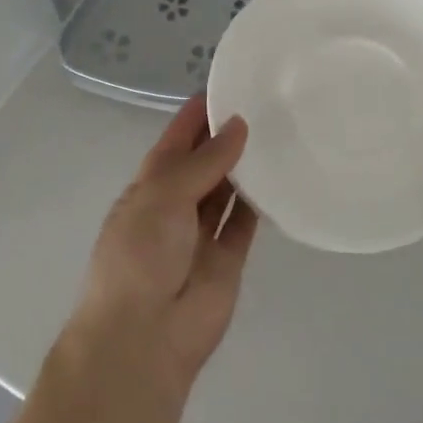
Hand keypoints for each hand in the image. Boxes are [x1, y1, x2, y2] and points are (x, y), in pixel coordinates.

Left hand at [69, 97, 256, 392]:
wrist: (144, 339)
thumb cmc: (141, 256)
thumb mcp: (164, 195)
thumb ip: (204, 161)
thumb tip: (237, 125)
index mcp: (149, 186)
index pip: (176, 139)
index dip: (197, 113)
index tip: (228, 83)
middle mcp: (175, 205)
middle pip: (204, 162)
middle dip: (227, 136)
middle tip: (266, 103)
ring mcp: (202, 233)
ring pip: (227, 190)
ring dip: (245, 166)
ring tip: (278, 131)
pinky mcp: (228, 259)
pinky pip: (245, 222)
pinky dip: (259, 202)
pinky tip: (281, 175)